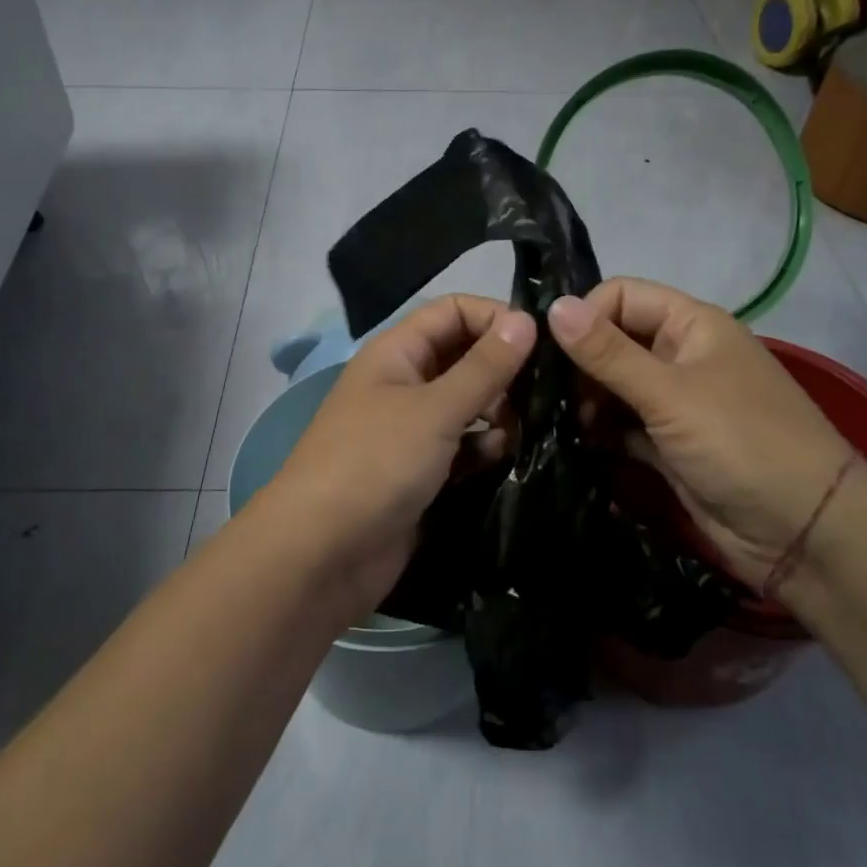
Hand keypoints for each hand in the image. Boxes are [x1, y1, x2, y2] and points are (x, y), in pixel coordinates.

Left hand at [259, 295, 535, 615]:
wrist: (321, 554)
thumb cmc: (375, 464)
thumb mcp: (435, 409)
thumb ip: (485, 367)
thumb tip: (527, 319)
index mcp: (397, 353)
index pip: (453, 312)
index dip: (495, 318)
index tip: (542, 343)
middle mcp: (404, 383)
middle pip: (464, 358)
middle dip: (504, 371)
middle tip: (544, 393)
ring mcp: (411, 430)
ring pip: (468, 405)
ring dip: (499, 413)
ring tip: (526, 430)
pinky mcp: (421, 472)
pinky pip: (462, 447)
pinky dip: (484, 449)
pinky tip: (505, 459)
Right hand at [546, 278, 854, 590]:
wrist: (804, 533)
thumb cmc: (741, 444)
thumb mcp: (670, 393)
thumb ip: (608, 353)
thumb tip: (553, 305)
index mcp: (691, 325)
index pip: (621, 297)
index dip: (586, 317)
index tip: (551, 354)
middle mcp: (680, 356)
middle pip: (613, 341)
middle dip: (578, 365)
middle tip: (545, 397)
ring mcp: (674, 403)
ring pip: (613, 386)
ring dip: (585, 402)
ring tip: (555, 424)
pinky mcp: (667, 445)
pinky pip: (623, 426)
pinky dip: (600, 433)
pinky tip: (574, 445)